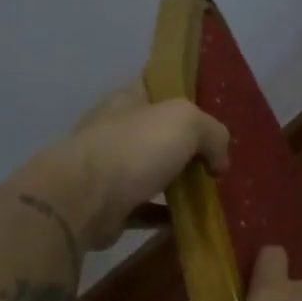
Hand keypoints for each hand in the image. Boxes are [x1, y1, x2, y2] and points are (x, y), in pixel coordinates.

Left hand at [22, 82, 229, 249]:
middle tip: (217, 155)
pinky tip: (190, 219)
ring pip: (153, 169)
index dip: (182, 86)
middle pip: (159, 129)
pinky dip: (166, 214)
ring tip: (210, 190)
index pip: (156, 81)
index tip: (210, 102)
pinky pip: (146, 207)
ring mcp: (111, 168)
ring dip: (178, 180)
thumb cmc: (134, 147)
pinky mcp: (110, 205)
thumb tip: (218, 162)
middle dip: (187, 142)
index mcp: (129, 99)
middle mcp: (117, 128)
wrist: (83, 200)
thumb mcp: (187, 122)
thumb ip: (213, 133)